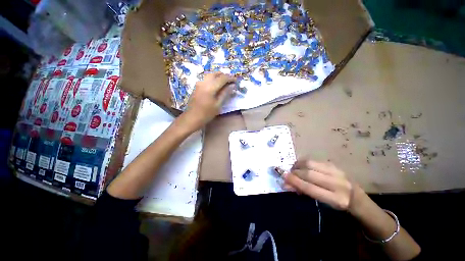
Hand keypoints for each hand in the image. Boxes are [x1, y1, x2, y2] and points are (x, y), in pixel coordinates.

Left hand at [179, 72, 235, 130]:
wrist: (192, 117)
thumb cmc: (207, 113)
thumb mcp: (218, 104)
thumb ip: (225, 93)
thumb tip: (232, 85)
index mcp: (210, 87)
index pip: (222, 78)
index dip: (230, 78)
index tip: (236, 80)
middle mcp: (204, 82)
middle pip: (215, 73)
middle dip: (224, 75)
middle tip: (230, 80)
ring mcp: (199, 83)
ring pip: (210, 75)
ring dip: (218, 76)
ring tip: (224, 82)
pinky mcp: (196, 86)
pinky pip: (206, 79)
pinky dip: (213, 79)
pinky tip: (216, 85)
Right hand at [284, 159, 356, 210]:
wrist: (356, 197)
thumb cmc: (336, 204)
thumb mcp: (322, 203)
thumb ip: (304, 192)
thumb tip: (285, 184)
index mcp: (337, 199)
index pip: (310, 188)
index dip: (295, 182)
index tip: (283, 177)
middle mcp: (339, 184)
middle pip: (309, 174)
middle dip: (295, 173)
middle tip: (287, 174)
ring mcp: (337, 172)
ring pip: (310, 164)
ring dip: (298, 165)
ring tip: (293, 169)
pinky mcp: (334, 164)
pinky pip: (314, 160)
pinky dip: (303, 162)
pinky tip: (301, 166)